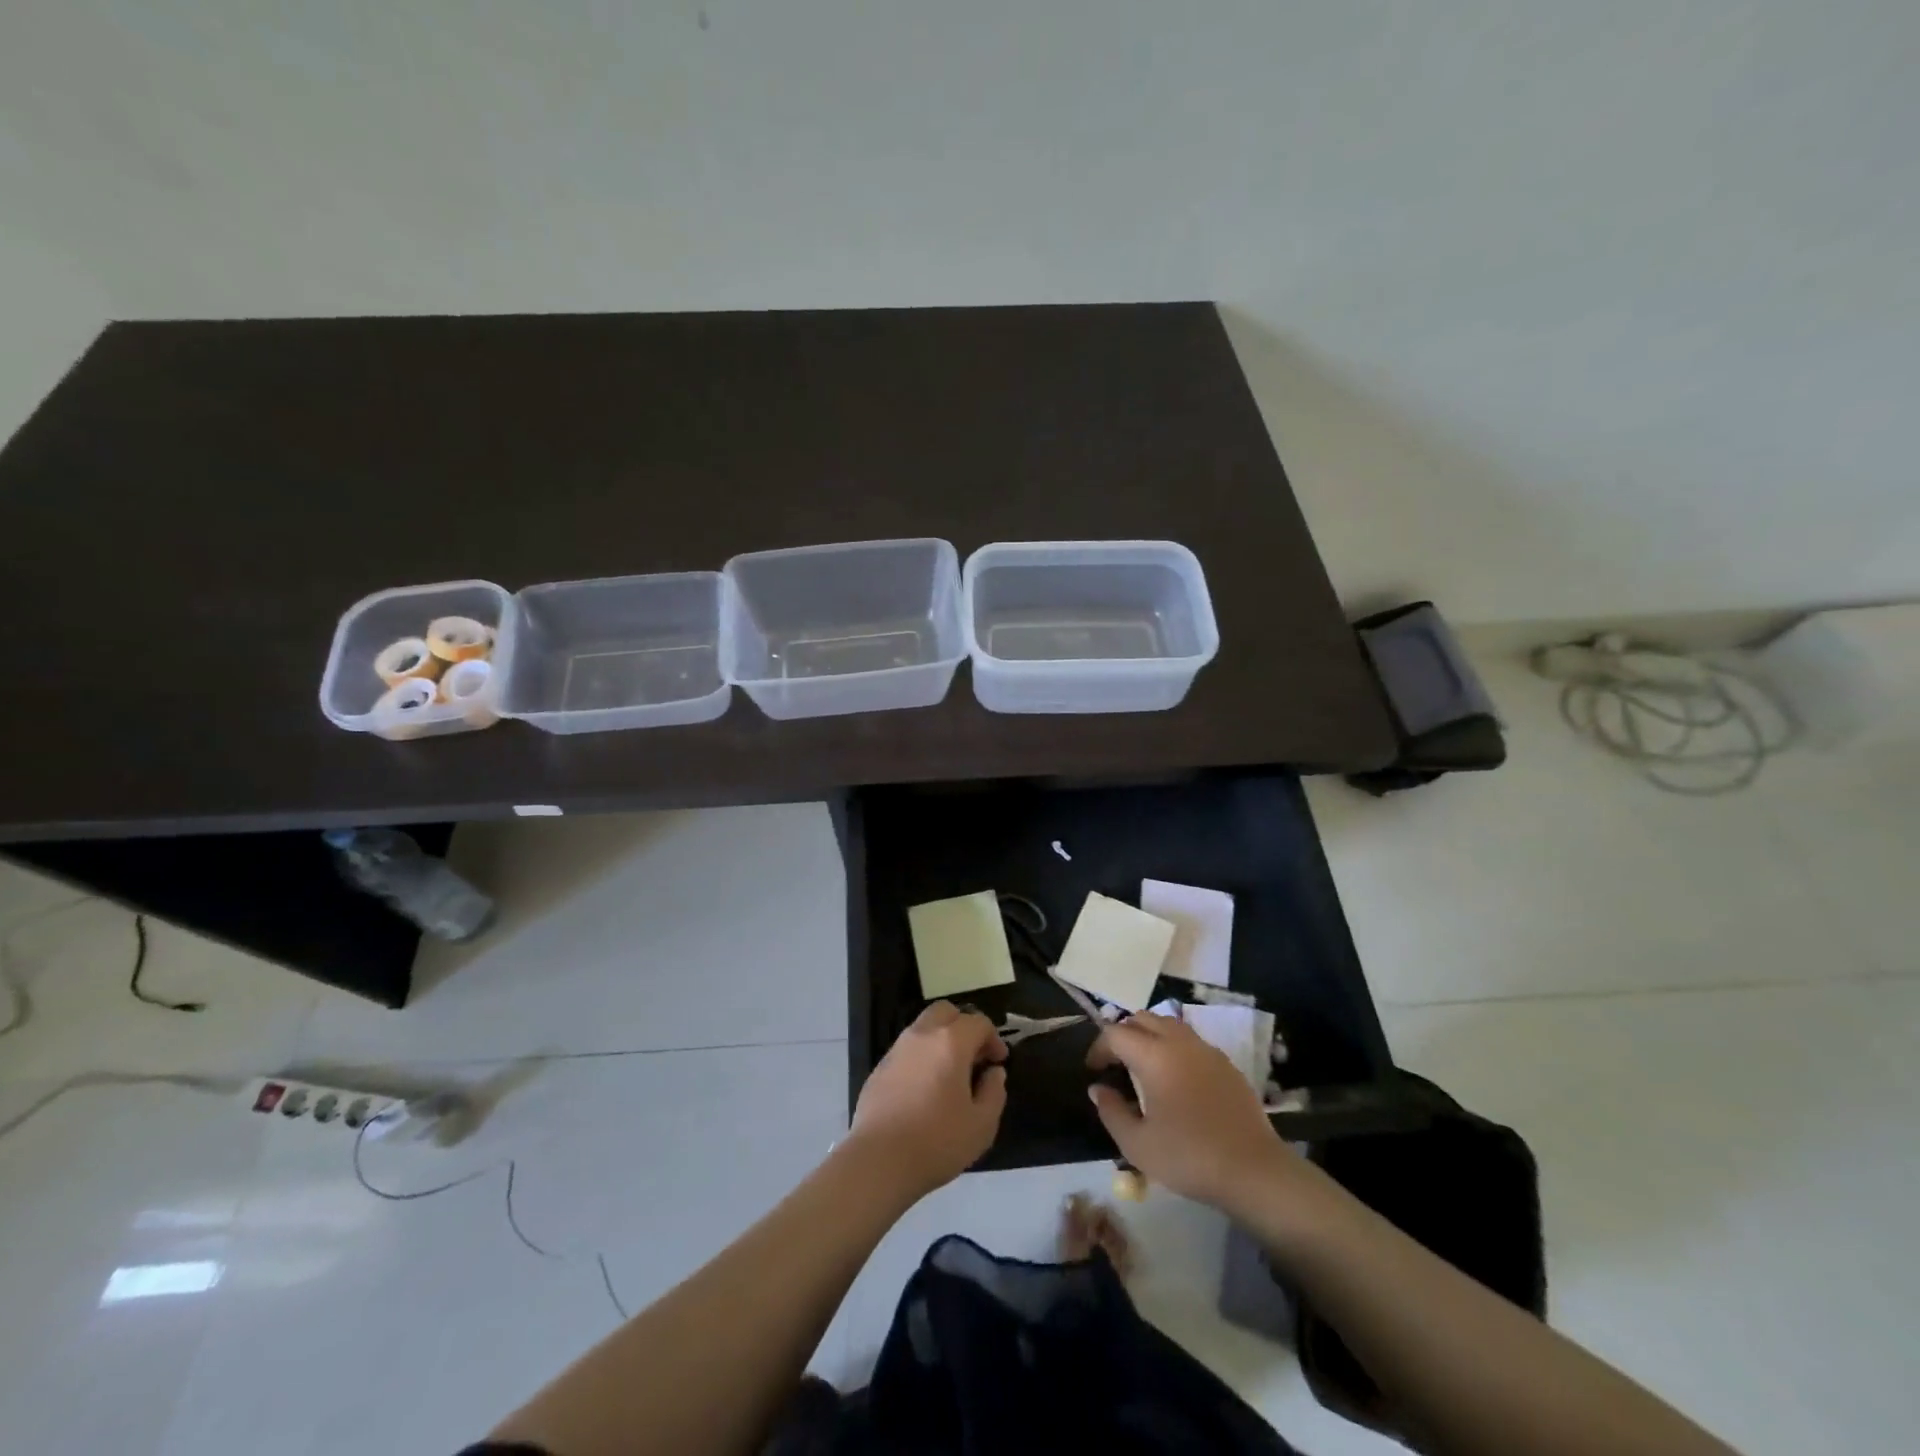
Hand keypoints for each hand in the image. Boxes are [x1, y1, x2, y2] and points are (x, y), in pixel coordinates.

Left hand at [848, 1002, 1007, 1198]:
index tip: (998, 1062)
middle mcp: (922, 1035)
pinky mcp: (880, 1067)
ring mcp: (897, 1049)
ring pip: (923, 1026)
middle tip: (974, 1056)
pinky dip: (921, 1056)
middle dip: (964, 1026)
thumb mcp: (982, 1125)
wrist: (879, 1160)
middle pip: (946, 1011)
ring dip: (941, 1039)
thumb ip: (994, 1092)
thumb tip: (994, 1073)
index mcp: (951, 1042)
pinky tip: (925, 1088)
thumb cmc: (937, 1141)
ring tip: (950, 1073)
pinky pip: (907, 1049)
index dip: (994, 1038)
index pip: (978, 1022)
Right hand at [1087, 1012, 1300, 1209]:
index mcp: (1154, 1056)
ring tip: (1143, 1066)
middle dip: (1123, 1034)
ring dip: (1149, 1036)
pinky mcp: (1226, 1063)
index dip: (1099, 1048)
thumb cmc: (1189, 1157)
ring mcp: (1206, 1050)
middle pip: (1142, 1018)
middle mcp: (1179, 1042)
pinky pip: (1191, 1041)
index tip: (1094, 1070)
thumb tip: (1098, 1089)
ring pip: (1168, 1024)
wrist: (1253, 1171)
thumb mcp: (1138, 1145)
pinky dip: (1174, 1047)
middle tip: (1116, 1063)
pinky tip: (1176, 1079)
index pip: (1116, 1033)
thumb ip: (1111, 1112)